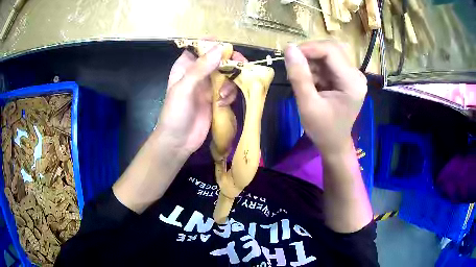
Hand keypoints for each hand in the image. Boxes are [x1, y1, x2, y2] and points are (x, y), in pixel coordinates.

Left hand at [156, 45, 243, 156]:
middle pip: (219, 59)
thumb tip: (221, 48)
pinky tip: (222, 104)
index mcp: (186, 66)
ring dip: (230, 83)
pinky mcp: (216, 98)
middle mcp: (198, 73)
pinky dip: (230, 95)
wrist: (178, 141)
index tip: (227, 48)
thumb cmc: (175, 113)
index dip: (214, 45)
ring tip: (223, 96)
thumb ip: (201, 68)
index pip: (201, 47)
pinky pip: (229, 90)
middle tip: (242, 66)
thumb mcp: (184, 88)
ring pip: (227, 74)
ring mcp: (208, 86)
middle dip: (231, 62)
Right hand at [284, 41, 366, 155]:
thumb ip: (299, 76)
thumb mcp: (307, 105)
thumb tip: (289, 48)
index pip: (331, 51)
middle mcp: (356, 75)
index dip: (308, 48)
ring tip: (301, 79)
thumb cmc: (323, 130)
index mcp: (352, 82)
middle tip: (293, 66)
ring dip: (311, 62)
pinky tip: (310, 82)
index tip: (289, 55)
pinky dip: (315, 68)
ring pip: (328, 55)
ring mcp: (353, 75)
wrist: (334, 144)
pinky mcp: (347, 77)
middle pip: (331, 49)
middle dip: (309, 54)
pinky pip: (328, 63)